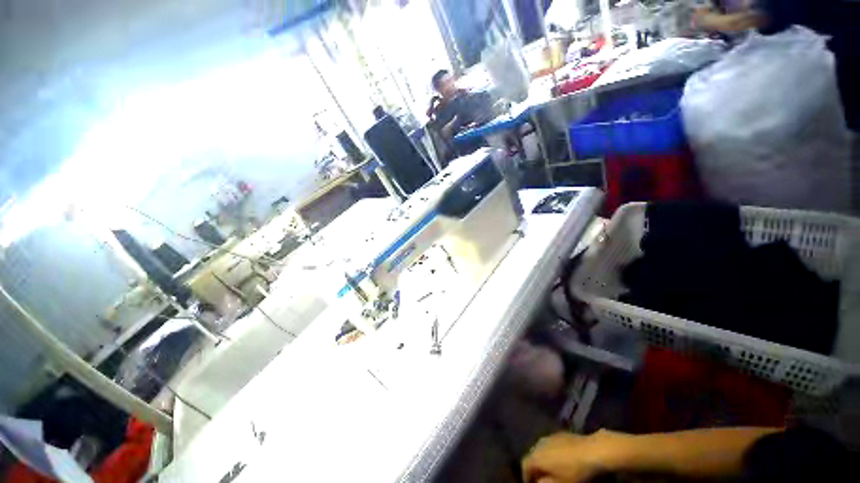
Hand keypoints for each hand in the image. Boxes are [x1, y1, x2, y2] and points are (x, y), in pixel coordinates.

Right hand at [522, 431, 613, 482]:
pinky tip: (560, 459)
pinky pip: (550, 445)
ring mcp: (549, 437)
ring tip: (551, 469)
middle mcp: (538, 443)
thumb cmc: (574, 471)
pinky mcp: (559, 434)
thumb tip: (538, 482)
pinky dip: (551, 453)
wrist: (592, 451)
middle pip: (532, 456)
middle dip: (535, 467)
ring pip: (541, 449)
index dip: (526, 477)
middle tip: (541, 478)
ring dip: (543, 459)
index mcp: (535, 456)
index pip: (524, 466)